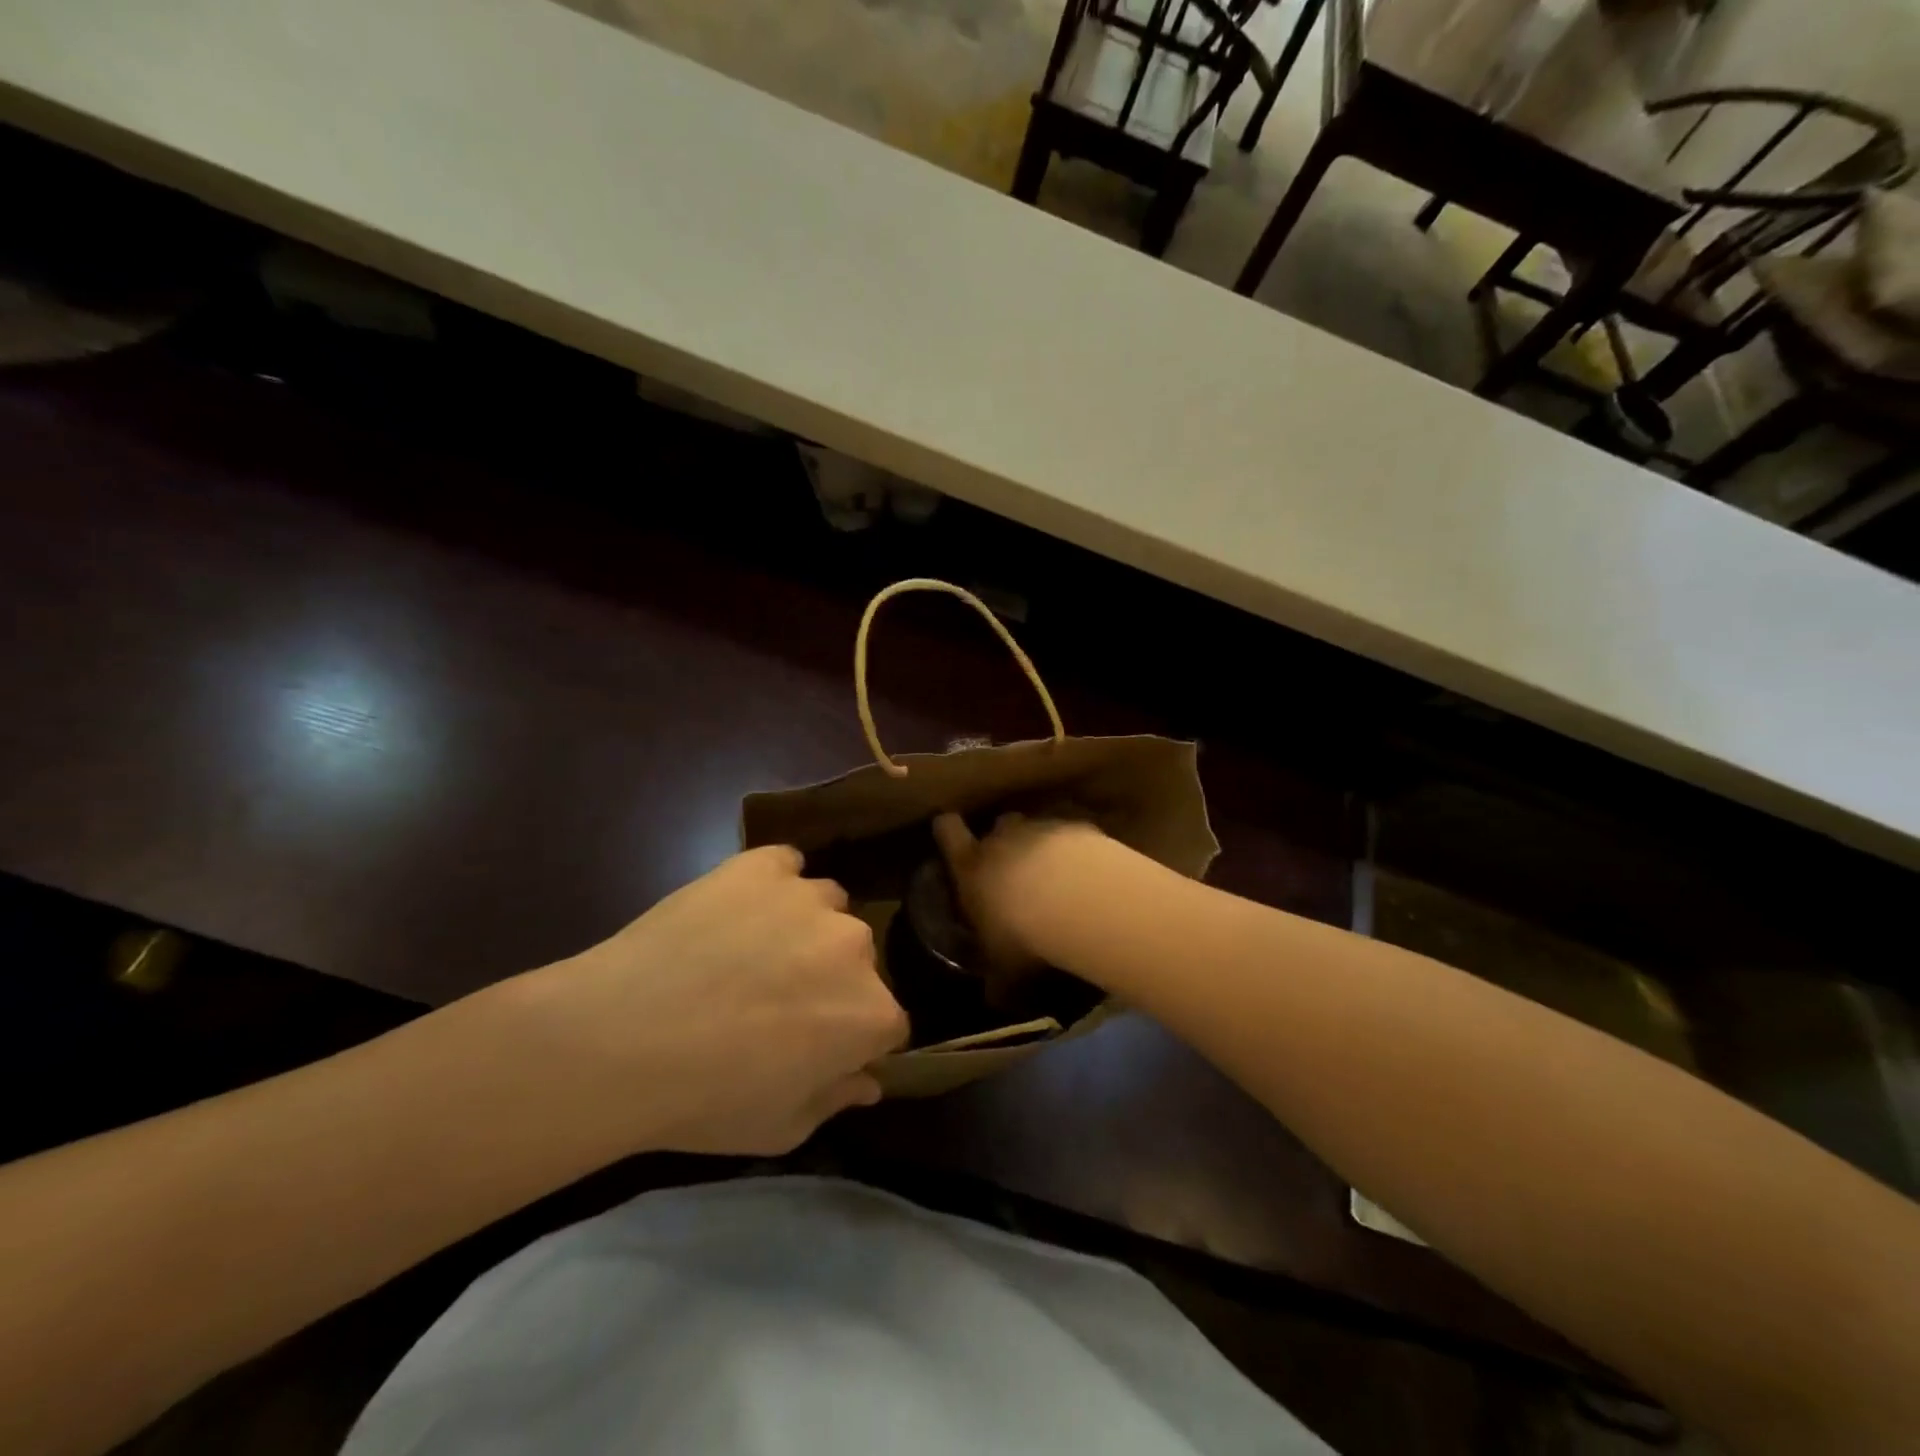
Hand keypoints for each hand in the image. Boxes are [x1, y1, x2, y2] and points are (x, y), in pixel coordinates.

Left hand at [506, 846, 906, 1156]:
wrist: (620, 1037)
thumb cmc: (704, 1099)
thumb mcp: (779, 1129)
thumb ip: (835, 1100)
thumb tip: (867, 1082)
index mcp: (870, 1012)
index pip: (886, 1023)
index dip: (852, 1038)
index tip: (817, 1048)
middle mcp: (856, 945)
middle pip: (858, 960)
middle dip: (829, 979)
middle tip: (774, 1000)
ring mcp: (810, 897)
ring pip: (826, 907)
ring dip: (803, 927)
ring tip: (750, 950)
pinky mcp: (765, 864)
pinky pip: (785, 865)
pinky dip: (771, 883)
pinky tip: (735, 907)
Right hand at [932, 812, 1108, 982]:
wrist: (1076, 899)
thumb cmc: (1022, 934)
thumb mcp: (1004, 969)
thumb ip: (998, 979)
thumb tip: (995, 999)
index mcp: (970, 866)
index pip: (947, 831)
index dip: (948, 831)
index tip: (952, 834)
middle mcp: (1002, 838)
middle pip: (998, 824)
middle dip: (1005, 840)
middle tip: (1015, 868)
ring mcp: (1041, 828)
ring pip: (1037, 827)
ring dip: (1043, 846)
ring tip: (1057, 875)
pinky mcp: (1079, 827)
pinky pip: (1073, 834)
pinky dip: (1077, 849)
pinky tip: (1088, 873)